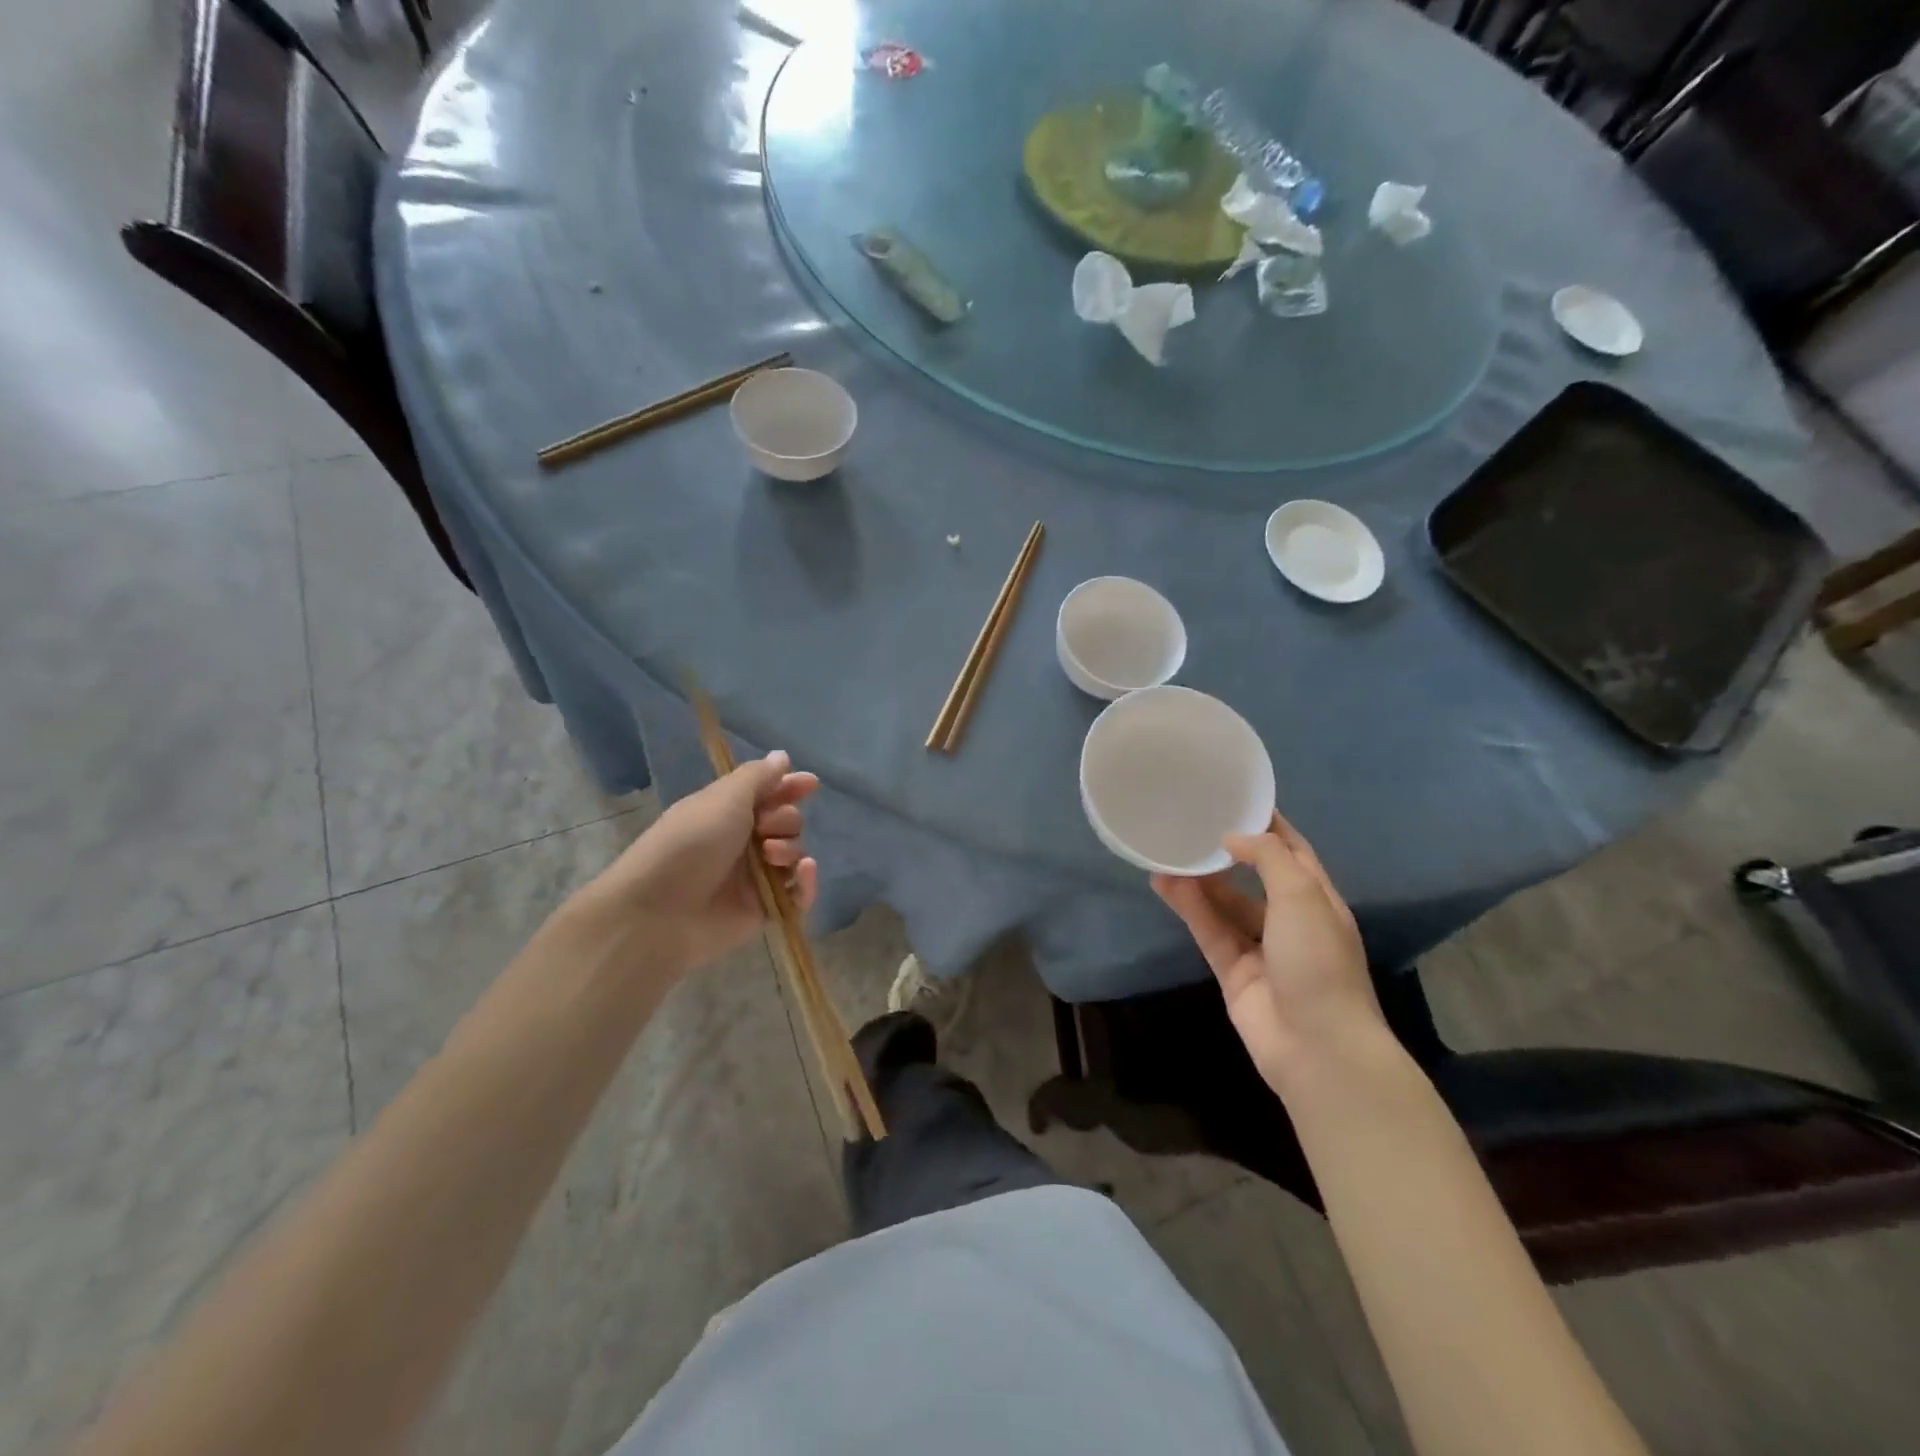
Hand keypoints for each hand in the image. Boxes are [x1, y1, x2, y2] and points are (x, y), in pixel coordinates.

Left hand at [572, 751, 818, 975]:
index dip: (789, 787)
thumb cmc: (690, 843)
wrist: (658, 911)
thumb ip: (758, 777)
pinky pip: (798, 894)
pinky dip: (806, 883)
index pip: (768, 793)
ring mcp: (754, 877)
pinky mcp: (763, 909)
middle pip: (787, 823)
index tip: (810, 784)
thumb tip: (782, 756)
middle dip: (785, 820)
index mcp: (728, 812)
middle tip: (765, 828)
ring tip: (771, 856)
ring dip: (791, 849)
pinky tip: (804, 872)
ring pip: (794, 855)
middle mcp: (742, 842)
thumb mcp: (724, 798)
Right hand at [1152, 810, 1380, 1091]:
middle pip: (1254, 876)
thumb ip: (1267, 857)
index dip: (1266, 824)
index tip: (1233, 796)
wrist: (1317, 1046)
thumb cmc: (1318, 961)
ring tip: (1167, 849)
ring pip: (1224, 903)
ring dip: (1199, 879)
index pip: (1291, 850)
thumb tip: (1232, 837)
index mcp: (1318, 898)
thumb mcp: (1302, 895)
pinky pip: (1208, 930)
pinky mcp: (1233, 971)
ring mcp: (1260, 947)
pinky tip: (1164, 883)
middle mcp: (1290, 919)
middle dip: (1226, 851)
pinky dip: (1188, 907)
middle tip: (1190, 822)